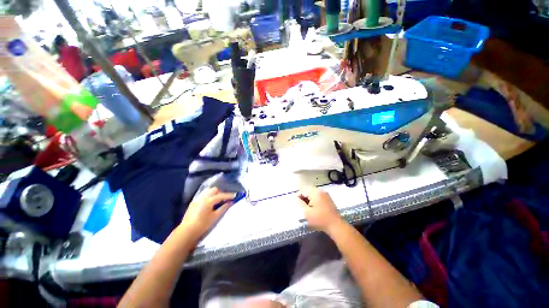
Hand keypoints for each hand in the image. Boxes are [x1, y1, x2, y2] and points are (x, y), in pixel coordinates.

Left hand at [179, 187, 235, 240]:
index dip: (229, 195)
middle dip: (221, 193)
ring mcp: (198, 198)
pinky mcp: (194, 201)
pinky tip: (210, 201)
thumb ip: (223, 208)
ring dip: (214, 192)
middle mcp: (203, 197)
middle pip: (214, 190)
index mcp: (209, 200)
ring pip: (208, 190)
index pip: (221, 195)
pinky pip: (203, 194)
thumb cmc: (202, 225)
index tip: (235, 196)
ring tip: (218, 199)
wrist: (187, 231)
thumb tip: (230, 202)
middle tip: (226, 199)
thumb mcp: (215, 217)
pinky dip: (209, 194)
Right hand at [297, 186, 344, 232]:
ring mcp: (325, 193)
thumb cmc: (320, 220)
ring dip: (308, 197)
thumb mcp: (307, 213)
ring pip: (312, 192)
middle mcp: (320, 190)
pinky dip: (313, 198)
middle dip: (303, 196)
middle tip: (301, 206)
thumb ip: (300, 203)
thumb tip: (295, 198)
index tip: (297, 204)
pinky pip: (317, 194)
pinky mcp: (327, 197)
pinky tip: (313, 206)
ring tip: (307, 207)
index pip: (303, 190)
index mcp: (315, 192)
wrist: (336, 225)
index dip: (298, 196)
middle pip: (307, 190)